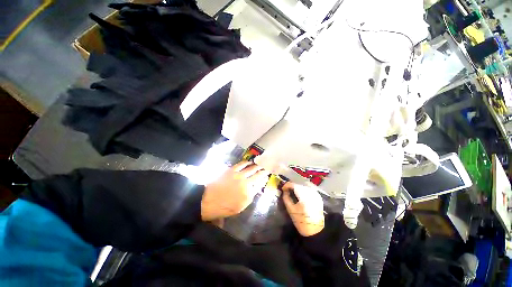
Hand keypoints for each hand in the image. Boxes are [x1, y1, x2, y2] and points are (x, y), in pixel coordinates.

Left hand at [201, 161, 267, 220]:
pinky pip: (241, 164)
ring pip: (251, 168)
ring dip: (257, 166)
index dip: (264, 179)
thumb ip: (250, 196)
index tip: (267, 175)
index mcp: (248, 193)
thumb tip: (257, 187)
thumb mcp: (241, 206)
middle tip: (267, 168)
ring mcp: (239, 175)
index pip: (260, 184)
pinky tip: (249, 162)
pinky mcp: (232, 170)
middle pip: (257, 175)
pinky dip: (247, 162)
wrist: (209, 201)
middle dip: (263, 171)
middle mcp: (246, 183)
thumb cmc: (225, 206)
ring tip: (260, 164)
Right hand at [282, 182, 324, 236]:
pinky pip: (309, 189)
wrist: (315, 231)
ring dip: (297, 187)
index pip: (294, 185)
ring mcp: (316, 195)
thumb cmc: (301, 221)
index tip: (282, 188)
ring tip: (292, 191)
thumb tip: (284, 191)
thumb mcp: (291, 210)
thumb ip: (286, 198)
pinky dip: (303, 189)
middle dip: (292, 186)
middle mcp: (311, 193)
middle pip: (299, 185)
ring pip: (304, 186)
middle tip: (286, 190)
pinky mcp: (318, 197)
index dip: (287, 185)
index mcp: (304, 196)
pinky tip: (299, 193)